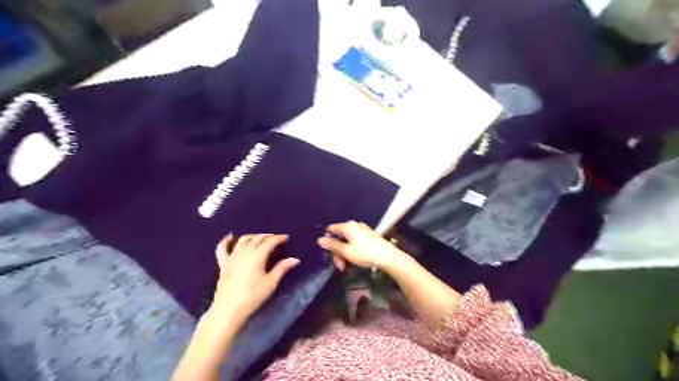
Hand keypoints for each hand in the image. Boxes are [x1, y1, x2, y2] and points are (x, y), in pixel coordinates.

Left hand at [211, 235, 297, 323]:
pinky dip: (226, 241)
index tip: (286, 238)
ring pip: (243, 240)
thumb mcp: (271, 283)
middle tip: (276, 238)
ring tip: (259, 238)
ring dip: (253, 236)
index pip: (270, 242)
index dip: (279, 238)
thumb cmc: (253, 296)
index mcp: (257, 256)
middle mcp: (245, 252)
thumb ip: (282, 268)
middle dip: (268, 236)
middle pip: (257, 238)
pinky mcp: (223, 263)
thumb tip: (295, 259)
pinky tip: (230, 237)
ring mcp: (232, 257)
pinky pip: (222, 248)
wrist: (229, 310)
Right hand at [317, 221, 398, 271]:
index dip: (327, 240)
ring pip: (347, 240)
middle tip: (340, 266)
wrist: (387, 256)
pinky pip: (355, 241)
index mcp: (348, 226)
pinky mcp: (369, 235)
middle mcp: (355, 225)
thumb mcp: (346, 252)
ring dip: (344, 253)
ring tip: (347, 266)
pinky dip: (352, 250)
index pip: (331, 229)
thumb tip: (320, 239)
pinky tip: (354, 260)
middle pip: (340, 236)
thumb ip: (332, 245)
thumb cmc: (364, 253)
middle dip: (337, 251)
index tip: (329, 253)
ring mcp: (363, 229)